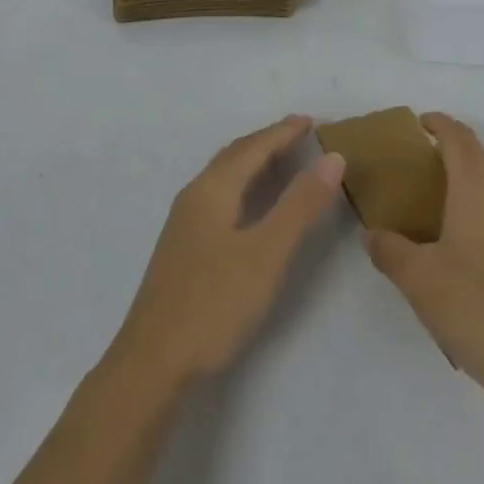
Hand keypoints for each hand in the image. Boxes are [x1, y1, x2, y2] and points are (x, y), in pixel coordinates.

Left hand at [112, 115, 344, 385]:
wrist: (151, 363)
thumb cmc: (213, 304)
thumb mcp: (266, 254)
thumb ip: (300, 205)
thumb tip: (332, 157)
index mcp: (212, 189)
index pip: (253, 147)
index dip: (283, 132)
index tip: (312, 120)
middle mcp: (195, 195)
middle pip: (235, 155)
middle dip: (268, 141)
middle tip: (300, 134)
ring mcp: (184, 222)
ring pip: (224, 175)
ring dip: (253, 161)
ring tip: (281, 160)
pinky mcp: (183, 246)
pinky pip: (218, 195)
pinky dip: (242, 184)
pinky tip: (250, 205)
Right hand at [365, 114, 483, 421]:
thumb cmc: (480, 311)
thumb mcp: (420, 281)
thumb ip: (389, 251)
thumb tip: (371, 234)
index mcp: (478, 190)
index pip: (459, 138)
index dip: (439, 124)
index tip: (419, 124)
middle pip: (482, 156)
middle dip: (454, 150)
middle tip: (423, 165)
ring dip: (474, 179)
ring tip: (445, 203)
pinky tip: (475, 245)